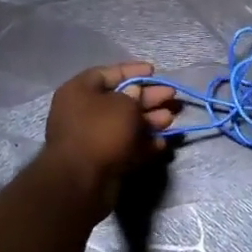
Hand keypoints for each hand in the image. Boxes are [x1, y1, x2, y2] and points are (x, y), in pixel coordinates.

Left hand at [41, 62, 175, 210]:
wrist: (82, 181)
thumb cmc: (101, 131)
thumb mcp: (123, 105)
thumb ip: (134, 96)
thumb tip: (135, 94)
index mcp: (79, 91)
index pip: (107, 73)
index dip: (132, 70)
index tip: (154, 71)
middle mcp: (82, 112)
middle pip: (120, 100)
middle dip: (148, 98)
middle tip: (172, 96)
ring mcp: (92, 138)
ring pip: (125, 124)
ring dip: (150, 121)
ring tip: (171, 119)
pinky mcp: (102, 160)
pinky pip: (125, 146)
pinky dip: (143, 144)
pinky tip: (162, 143)